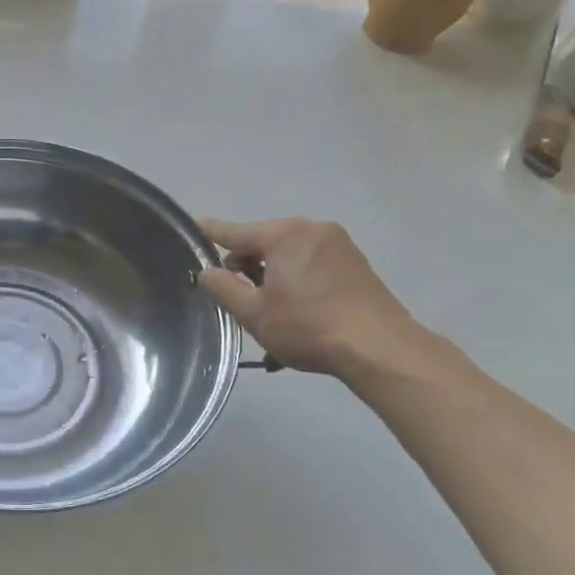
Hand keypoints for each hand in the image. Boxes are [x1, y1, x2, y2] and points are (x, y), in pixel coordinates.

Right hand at [196, 217, 428, 376]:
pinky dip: (297, 281)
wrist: (379, 349)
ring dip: (273, 276)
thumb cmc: (308, 327)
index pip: (236, 231)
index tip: (195, 225)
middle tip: (237, 295)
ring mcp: (339, 245)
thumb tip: (207, 271)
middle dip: (247, 264)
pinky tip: (295, 311)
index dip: (213, 232)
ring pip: (290, 255)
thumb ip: (224, 287)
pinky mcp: (356, 265)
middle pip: (265, 242)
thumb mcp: (254, 313)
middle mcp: (312, 230)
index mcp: (284, 235)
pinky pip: (312, 265)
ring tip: (267, 310)